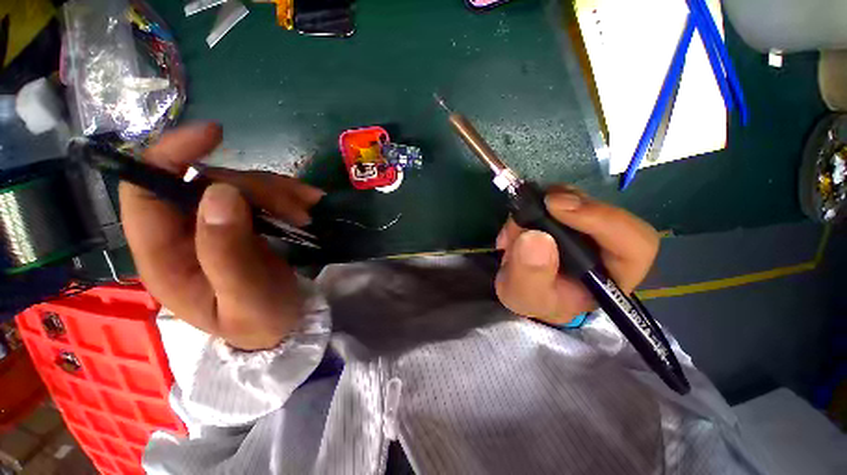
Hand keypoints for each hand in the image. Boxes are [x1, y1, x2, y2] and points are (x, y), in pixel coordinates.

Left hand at [120, 123, 323, 349]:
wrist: (283, 327)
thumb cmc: (261, 321)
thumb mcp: (245, 295)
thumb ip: (226, 251)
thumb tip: (219, 192)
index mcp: (164, 257)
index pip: (143, 192)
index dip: (168, 154)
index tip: (215, 135)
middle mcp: (182, 233)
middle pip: (206, 183)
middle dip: (256, 188)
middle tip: (297, 211)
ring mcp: (214, 225)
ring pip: (240, 184)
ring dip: (278, 193)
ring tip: (306, 215)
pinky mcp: (242, 223)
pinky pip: (262, 194)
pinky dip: (288, 195)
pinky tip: (308, 207)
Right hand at [495, 187, 658, 324]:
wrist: (521, 288)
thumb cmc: (531, 299)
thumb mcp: (524, 295)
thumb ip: (530, 274)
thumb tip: (535, 236)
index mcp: (611, 276)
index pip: (634, 243)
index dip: (603, 219)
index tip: (556, 206)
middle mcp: (607, 248)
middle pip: (605, 211)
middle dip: (565, 205)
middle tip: (531, 207)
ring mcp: (588, 229)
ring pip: (579, 199)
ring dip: (543, 205)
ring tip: (515, 228)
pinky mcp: (569, 217)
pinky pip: (559, 197)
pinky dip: (535, 204)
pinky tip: (517, 224)